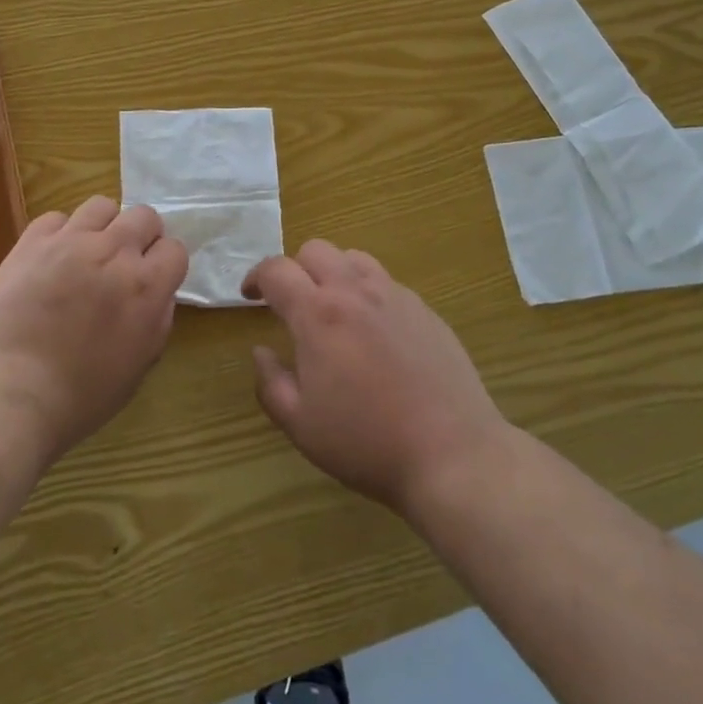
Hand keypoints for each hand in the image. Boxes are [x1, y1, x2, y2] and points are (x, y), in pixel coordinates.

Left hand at [0, 197, 187, 466]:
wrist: (8, 394)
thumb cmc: (80, 397)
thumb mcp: (138, 367)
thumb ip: (157, 322)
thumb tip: (158, 295)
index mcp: (146, 286)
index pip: (175, 249)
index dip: (165, 265)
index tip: (153, 281)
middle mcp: (114, 252)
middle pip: (144, 216)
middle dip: (141, 237)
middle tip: (123, 265)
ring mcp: (71, 241)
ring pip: (102, 206)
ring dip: (103, 227)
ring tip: (88, 254)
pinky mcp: (32, 242)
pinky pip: (56, 218)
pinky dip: (59, 234)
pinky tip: (51, 260)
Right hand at [246, 241, 506, 514]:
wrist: (452, 453)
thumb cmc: (367, 443)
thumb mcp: (301, 425)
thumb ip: (271, 383)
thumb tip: (260, 351)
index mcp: (318, 314)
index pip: (276, 270)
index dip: (256, 277)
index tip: (250, 295)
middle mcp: (355, 291)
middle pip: (315, 250)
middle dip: (295, 269)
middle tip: (291, 303)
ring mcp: (395, 296)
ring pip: (354, 258)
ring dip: (333, 272)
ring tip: (333, 307)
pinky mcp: (424, 310)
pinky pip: (386, 282)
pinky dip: (367, 292)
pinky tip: (374, 331)